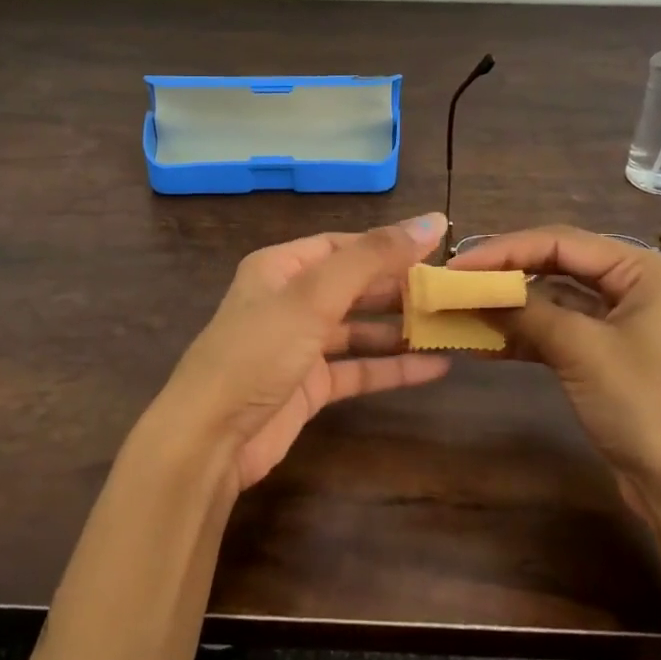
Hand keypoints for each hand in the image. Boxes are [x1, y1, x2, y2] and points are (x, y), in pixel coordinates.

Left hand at [154, 213, 451, 490]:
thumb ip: (373, 257)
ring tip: (448, 326)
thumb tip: (432, 221)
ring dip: (399, 329)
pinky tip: (435, 367)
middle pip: (353, 286)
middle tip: (449, 291)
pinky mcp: (309, 387)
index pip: (342, 245)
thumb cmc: (259, 351)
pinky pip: (358, 369)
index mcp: (280, 267)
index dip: (386, 245)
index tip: (436, 249)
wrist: (210, 438)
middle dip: (398, 288)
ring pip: (358, 329)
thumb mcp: (314, 295)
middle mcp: (290, 301)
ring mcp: (299, 345)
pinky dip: (392, 368)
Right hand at [448, 226, 660, 506]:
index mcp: (640, 268)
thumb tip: (472, 289)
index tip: (456, 266)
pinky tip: (481, 343)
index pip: (559, 242)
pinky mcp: (601, 352)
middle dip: (503, 274)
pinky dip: (520, 334)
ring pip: (549, 298)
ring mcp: (616, 319)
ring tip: (459, 310)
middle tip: (454, 282)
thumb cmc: (644, 406)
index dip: (504, 250)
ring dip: (507, 306)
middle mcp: (630, 283)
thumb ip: (526, 310)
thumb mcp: (581, 350)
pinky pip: (553, 330)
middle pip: (553, 264)